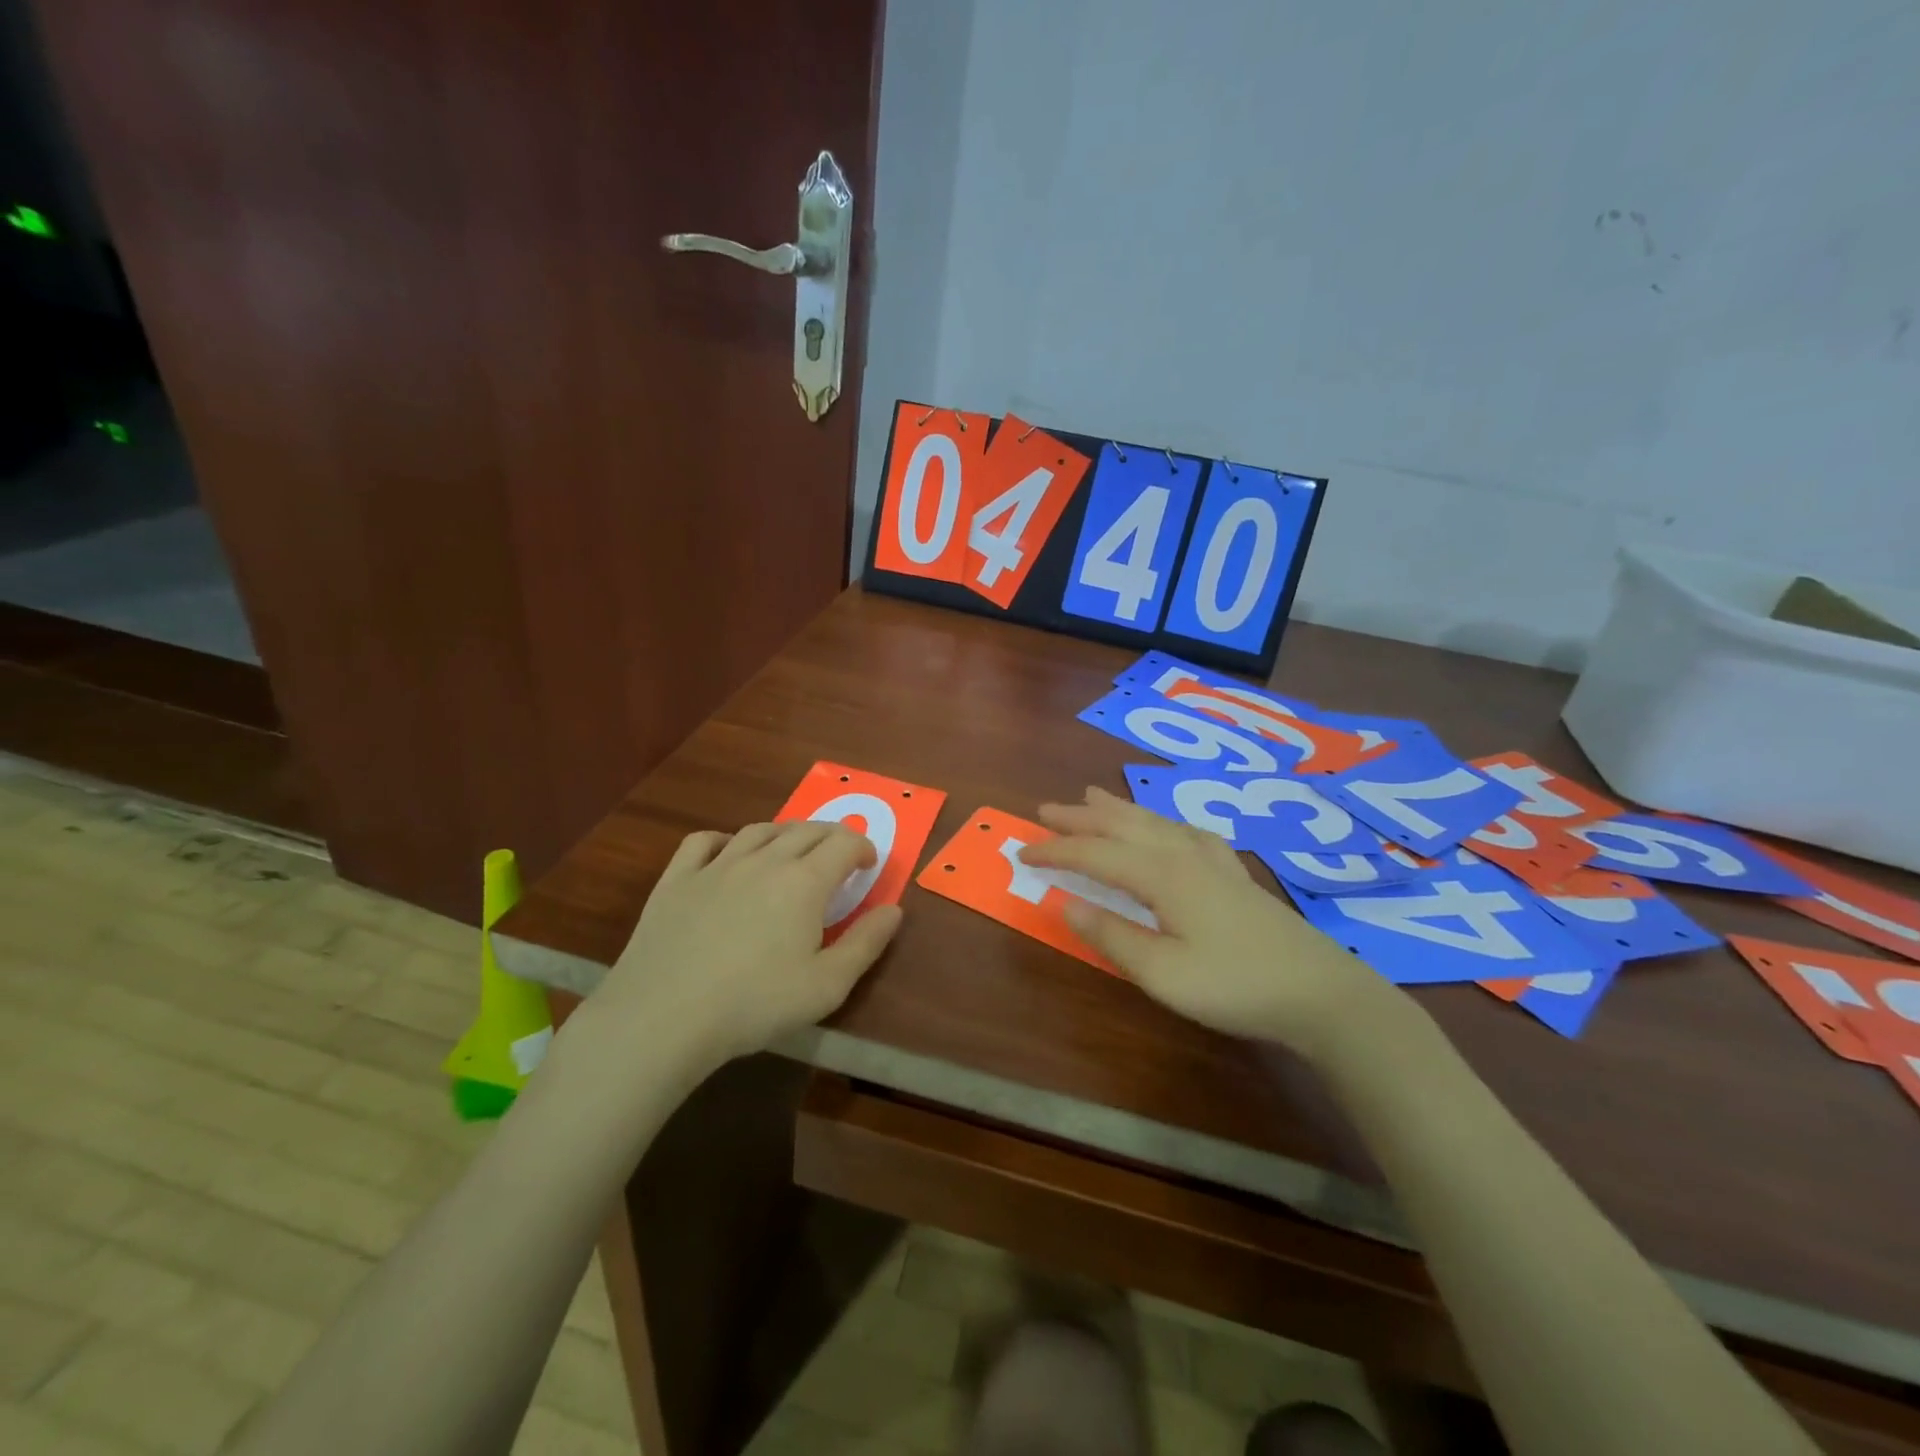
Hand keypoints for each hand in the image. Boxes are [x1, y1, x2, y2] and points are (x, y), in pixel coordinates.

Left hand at [585, 822, 902, 1072]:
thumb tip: (893, 909)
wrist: (664, 1016)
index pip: (844, 844)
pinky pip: (704, 841)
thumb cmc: (755, 1004)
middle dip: (831, 836)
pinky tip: (729, 853)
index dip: (864, 848)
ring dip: (785, 833)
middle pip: (806, 830)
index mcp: (804, 881)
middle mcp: (764, 860)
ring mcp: (716, 865)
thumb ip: (867, 943)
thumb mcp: (828, 985)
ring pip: (760, 830)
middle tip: (839, 856)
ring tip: (793, 850)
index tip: (869, 865)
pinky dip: (726, 840)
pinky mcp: (677, 879)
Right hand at [1019, 787, 1400, 1064]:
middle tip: (1045, 809)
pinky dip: (1162, 821)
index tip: (1021, 852)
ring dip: (1116, 809)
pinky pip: (1186, 831)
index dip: (1055, 852)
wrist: (1321, 992)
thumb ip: (1111, 936)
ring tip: (1092, 795)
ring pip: (1153, 822)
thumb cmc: (1234, 985)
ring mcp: (1212, 861)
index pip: (1094, 855)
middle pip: (1121, 826)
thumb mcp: (1162, 973)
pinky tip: (1167, 826)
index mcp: (1160, 875)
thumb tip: (1065, 903)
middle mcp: (1182, 855)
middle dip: (1080, 817)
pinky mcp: (1233, 875)